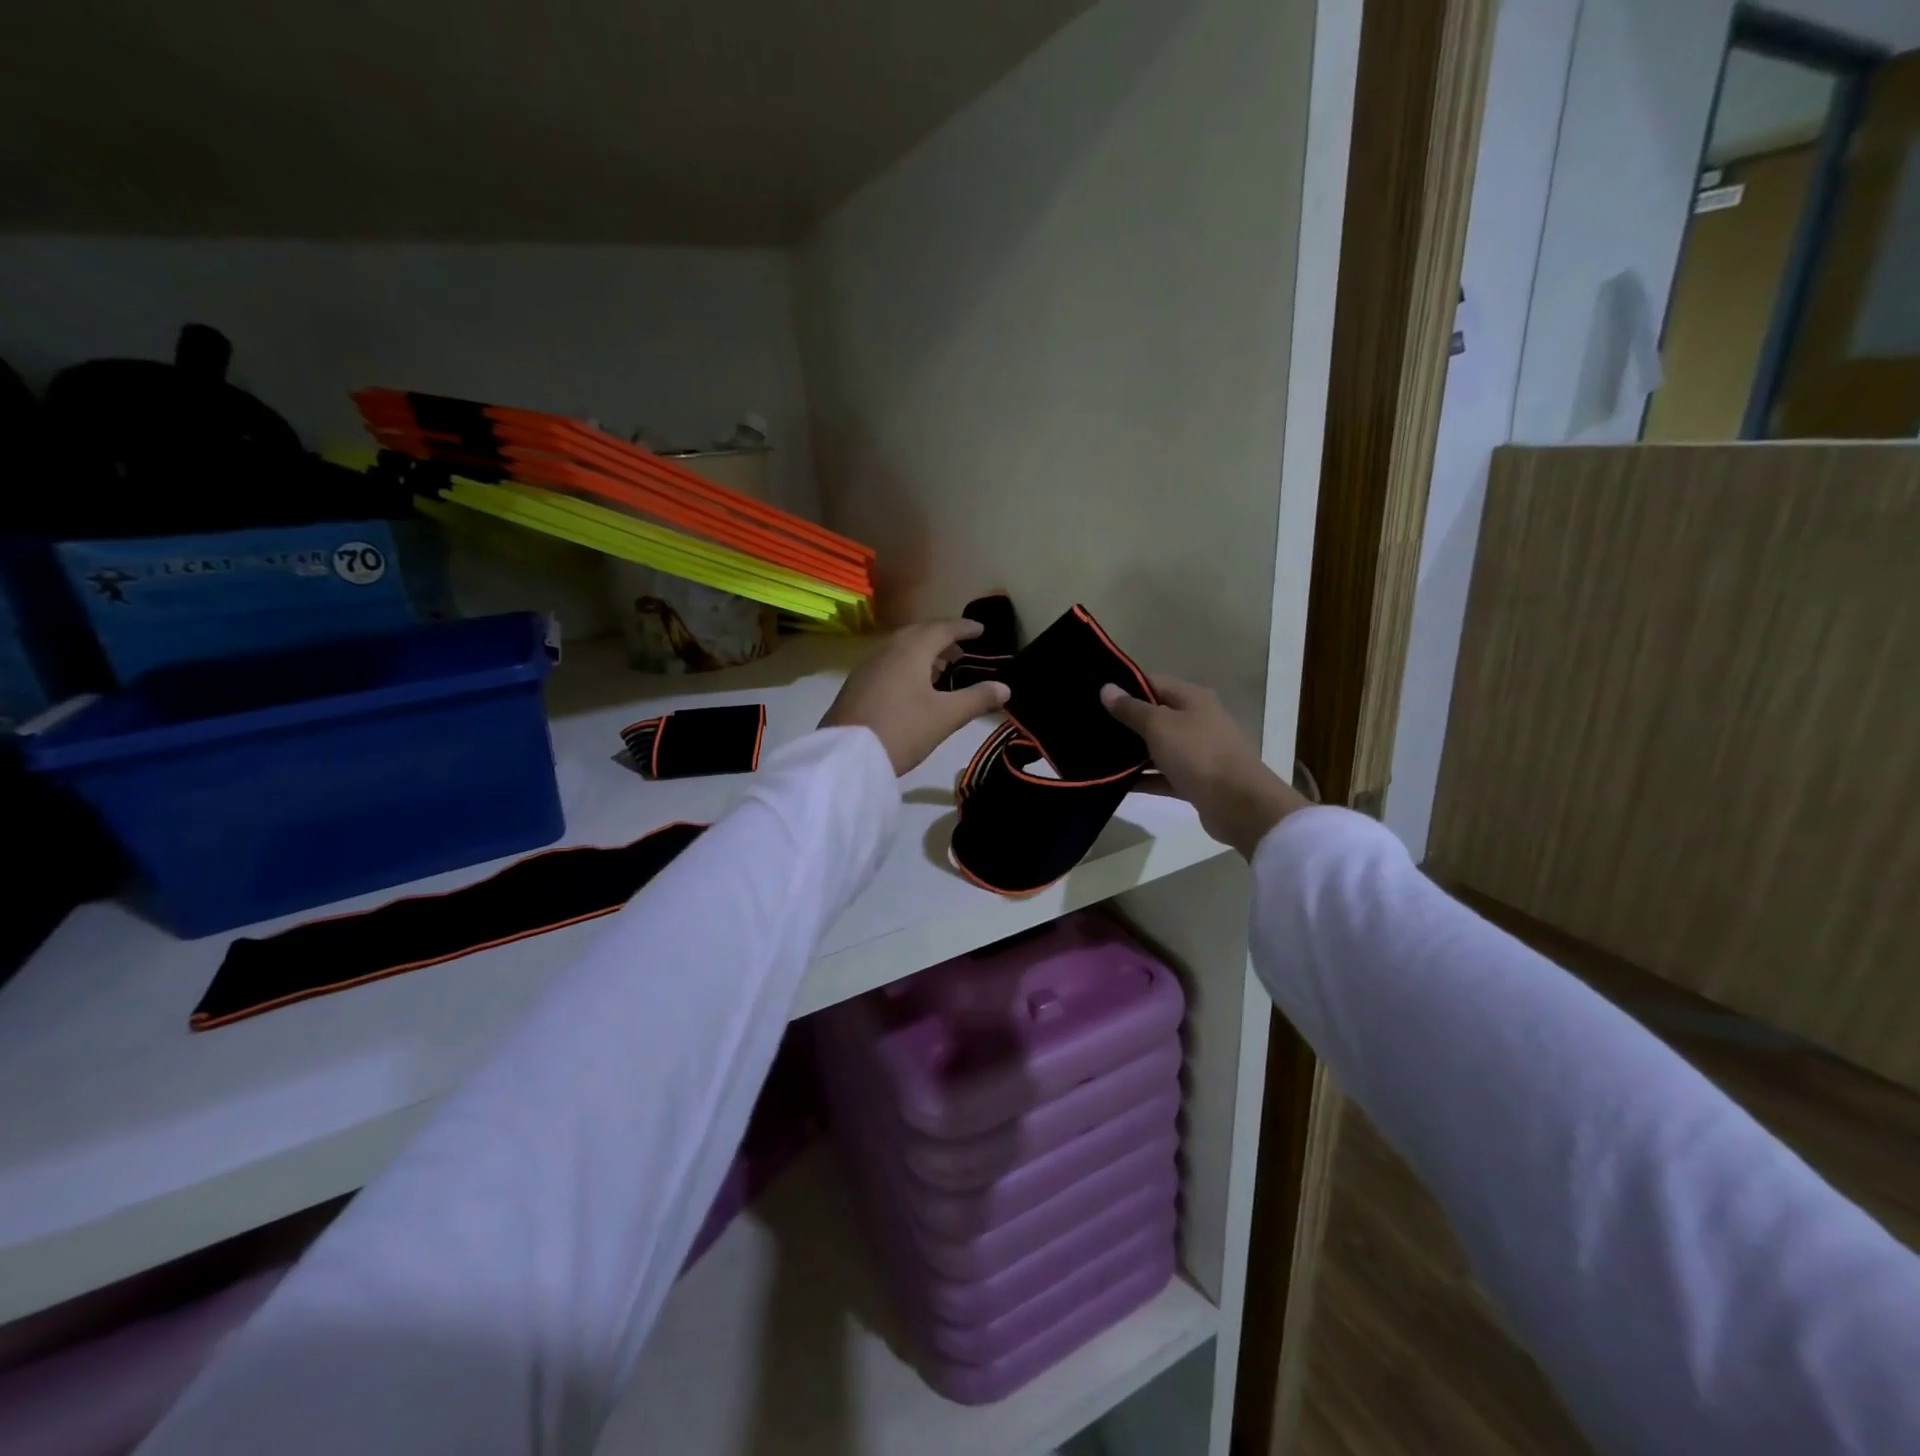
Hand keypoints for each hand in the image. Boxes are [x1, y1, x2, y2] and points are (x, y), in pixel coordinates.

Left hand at [822, 620, 1010, 774]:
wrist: (846, 755)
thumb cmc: (902, 730)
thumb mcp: (945, 717)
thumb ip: (977, 699)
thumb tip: (1005, 688)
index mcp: (912, 650)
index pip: (942, 628)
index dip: (964, 628)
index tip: (981, 630)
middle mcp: (888, 649)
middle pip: (919, 633)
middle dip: (943, 638)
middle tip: (962, 650)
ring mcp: (868, 666)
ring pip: (901, 647)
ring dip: (923, 652)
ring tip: (942, 668)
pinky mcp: (856, 684)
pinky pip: (888, 662)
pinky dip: (906, 664)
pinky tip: (912, 686)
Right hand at [1100, 675, 1306, 858]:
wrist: (1239, 805)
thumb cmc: (1198, 754)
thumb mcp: (1159, 726)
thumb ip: (1131, 709)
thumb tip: (1107, 688)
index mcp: (1192, 699)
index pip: (1153, 682)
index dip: (1125, 686)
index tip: (1095, 696)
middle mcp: (1197, 721)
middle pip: (1155, 715)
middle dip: (1124, 721)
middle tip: (1089, 727)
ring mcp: (1197, 752)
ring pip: (1157, 747)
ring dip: (1131, 753)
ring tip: (1095, 755)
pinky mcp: (1194, 781)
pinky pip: (1162, 776)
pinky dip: (1143, 779)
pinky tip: (1115, 784)